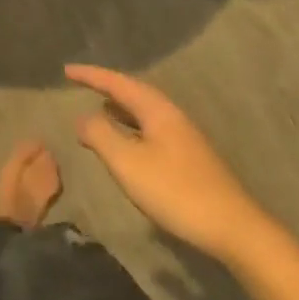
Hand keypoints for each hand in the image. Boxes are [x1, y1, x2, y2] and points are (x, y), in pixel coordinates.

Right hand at [65, 65, 273, 260]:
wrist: (232, 228)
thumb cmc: (175, 191)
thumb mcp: (127, 162)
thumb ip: (100, 135)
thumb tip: (81, 117)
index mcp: (158, 111)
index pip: (118, 83)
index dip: (91, 76)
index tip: (66, 71)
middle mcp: (172, 117)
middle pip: (135, 93)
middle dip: (107, 87)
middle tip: (81, 83)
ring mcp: (184, 138)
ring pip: (145, 113)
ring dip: (120, 108)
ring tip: (99, 108)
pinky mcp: (188, 159)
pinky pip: (151, 131)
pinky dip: (131, 128)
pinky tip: (126, 143)